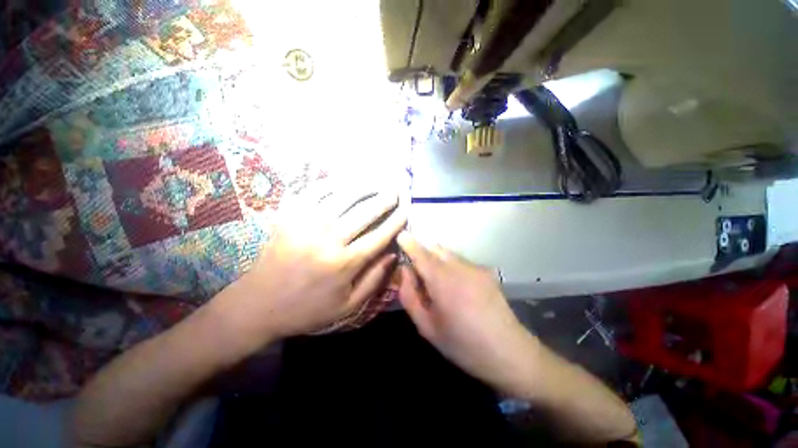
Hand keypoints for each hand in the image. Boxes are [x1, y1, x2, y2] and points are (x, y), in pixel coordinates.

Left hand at [213, 187, 406, 355]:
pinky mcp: (289, 216)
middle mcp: (328, 240)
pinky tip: (344, 181)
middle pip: (364, 212)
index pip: (380, 236)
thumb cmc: (307, 308)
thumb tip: (393, 254)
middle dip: (384, 199)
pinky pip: (314, 191)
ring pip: (343, 197)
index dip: (396, 221)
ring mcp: (307, 224)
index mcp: (344, 263)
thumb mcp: (347, 305)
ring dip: (363, 187)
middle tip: (395, 191)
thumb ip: (374, 280)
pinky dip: (332, 183)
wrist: (258, 304)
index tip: (406, 210)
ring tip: (375, 183)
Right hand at [397, 232, 539, 393]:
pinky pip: (461, 261)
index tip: (400, 236)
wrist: (509, 352)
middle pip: (435, 248)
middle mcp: (459, 266)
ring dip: (437, 260)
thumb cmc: (462, 344)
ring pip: (448, 254)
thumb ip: (410, 295)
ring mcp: (475, 267)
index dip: (409, 242)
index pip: (420, 252)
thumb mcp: (426, 326)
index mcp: (442, 280)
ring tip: (439, 285)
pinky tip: (458, 289)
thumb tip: (405, 271)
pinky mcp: (486, 272)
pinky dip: (451, 266)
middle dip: (423, 253)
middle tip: (419, 274)